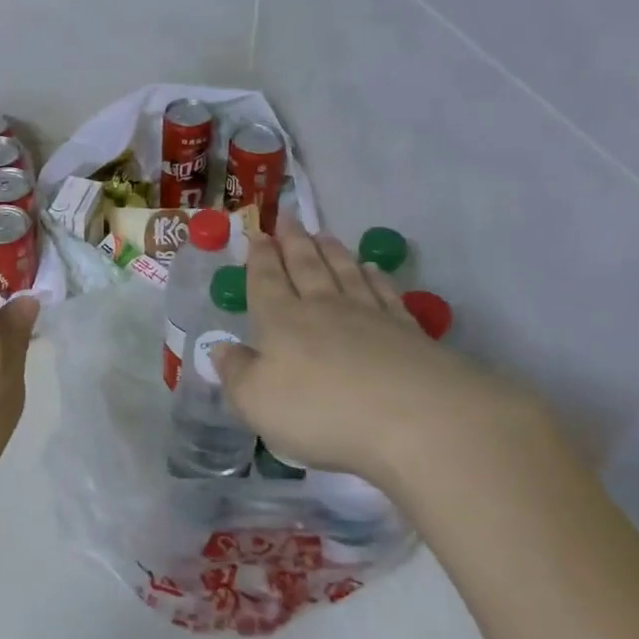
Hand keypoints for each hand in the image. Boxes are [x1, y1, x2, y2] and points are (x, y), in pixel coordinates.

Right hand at [214, 213, 537, 486]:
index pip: (266, 280)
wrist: (419, 420)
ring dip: (332, 252)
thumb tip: (220, 348)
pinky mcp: (409, 332)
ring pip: (345, 272)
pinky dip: (376, 278)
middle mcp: (323, 308)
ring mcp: (370, 316)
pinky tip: (373, 269)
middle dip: (293, 242)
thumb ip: (236, 373)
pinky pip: (385, 294)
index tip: (257, 234)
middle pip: (305, 266)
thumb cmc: (323, 412)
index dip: (259, 257)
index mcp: (281, 321)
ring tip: (324, 234)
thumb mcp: (258, 401)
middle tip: (288, 218)